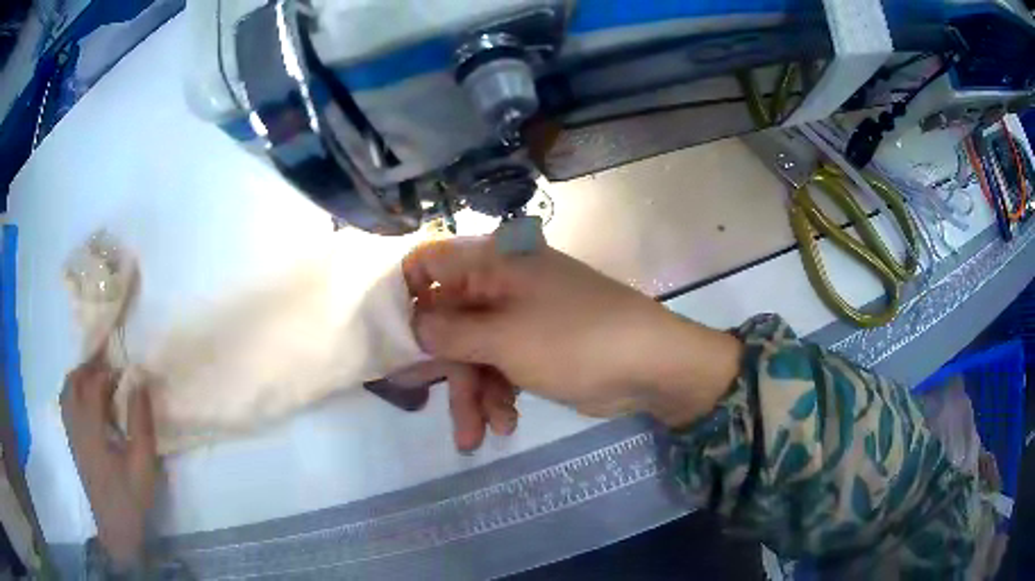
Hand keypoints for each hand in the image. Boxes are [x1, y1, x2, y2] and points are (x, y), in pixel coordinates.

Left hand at [61, 356, 156, 568]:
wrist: (115, 527)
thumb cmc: (130, 496)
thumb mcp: (143, 463)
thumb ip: (141, 422)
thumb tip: (139, 382)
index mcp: (91, 428)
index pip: (93, 384)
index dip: (108, 372)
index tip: (126, 373)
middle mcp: (75, 424)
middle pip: (74, 381)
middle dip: (90, 367)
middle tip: (109, 367)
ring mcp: (71, 433)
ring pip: (66, 391)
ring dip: (80, 378)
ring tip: (97, 379)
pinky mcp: (72, 441)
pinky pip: (66, 404)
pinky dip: (74, 392)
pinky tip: (87, 401)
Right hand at [398, 235, 741, 448]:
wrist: (650, 366)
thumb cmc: (574, 340)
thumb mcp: (503, 337)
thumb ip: (450, 331)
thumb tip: (412, 323)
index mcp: (493, 264)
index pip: (430, 263)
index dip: (405, 296)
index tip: (390, 336)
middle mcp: (502, 285)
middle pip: (449, 321)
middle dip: (443, 369)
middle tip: (425, 403)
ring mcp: (519, 318)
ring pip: (474, 353)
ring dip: (473, 395)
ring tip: (475, 436)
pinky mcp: (534, 348)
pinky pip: (500, 369)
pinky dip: (498, 397)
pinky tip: (505, 425)